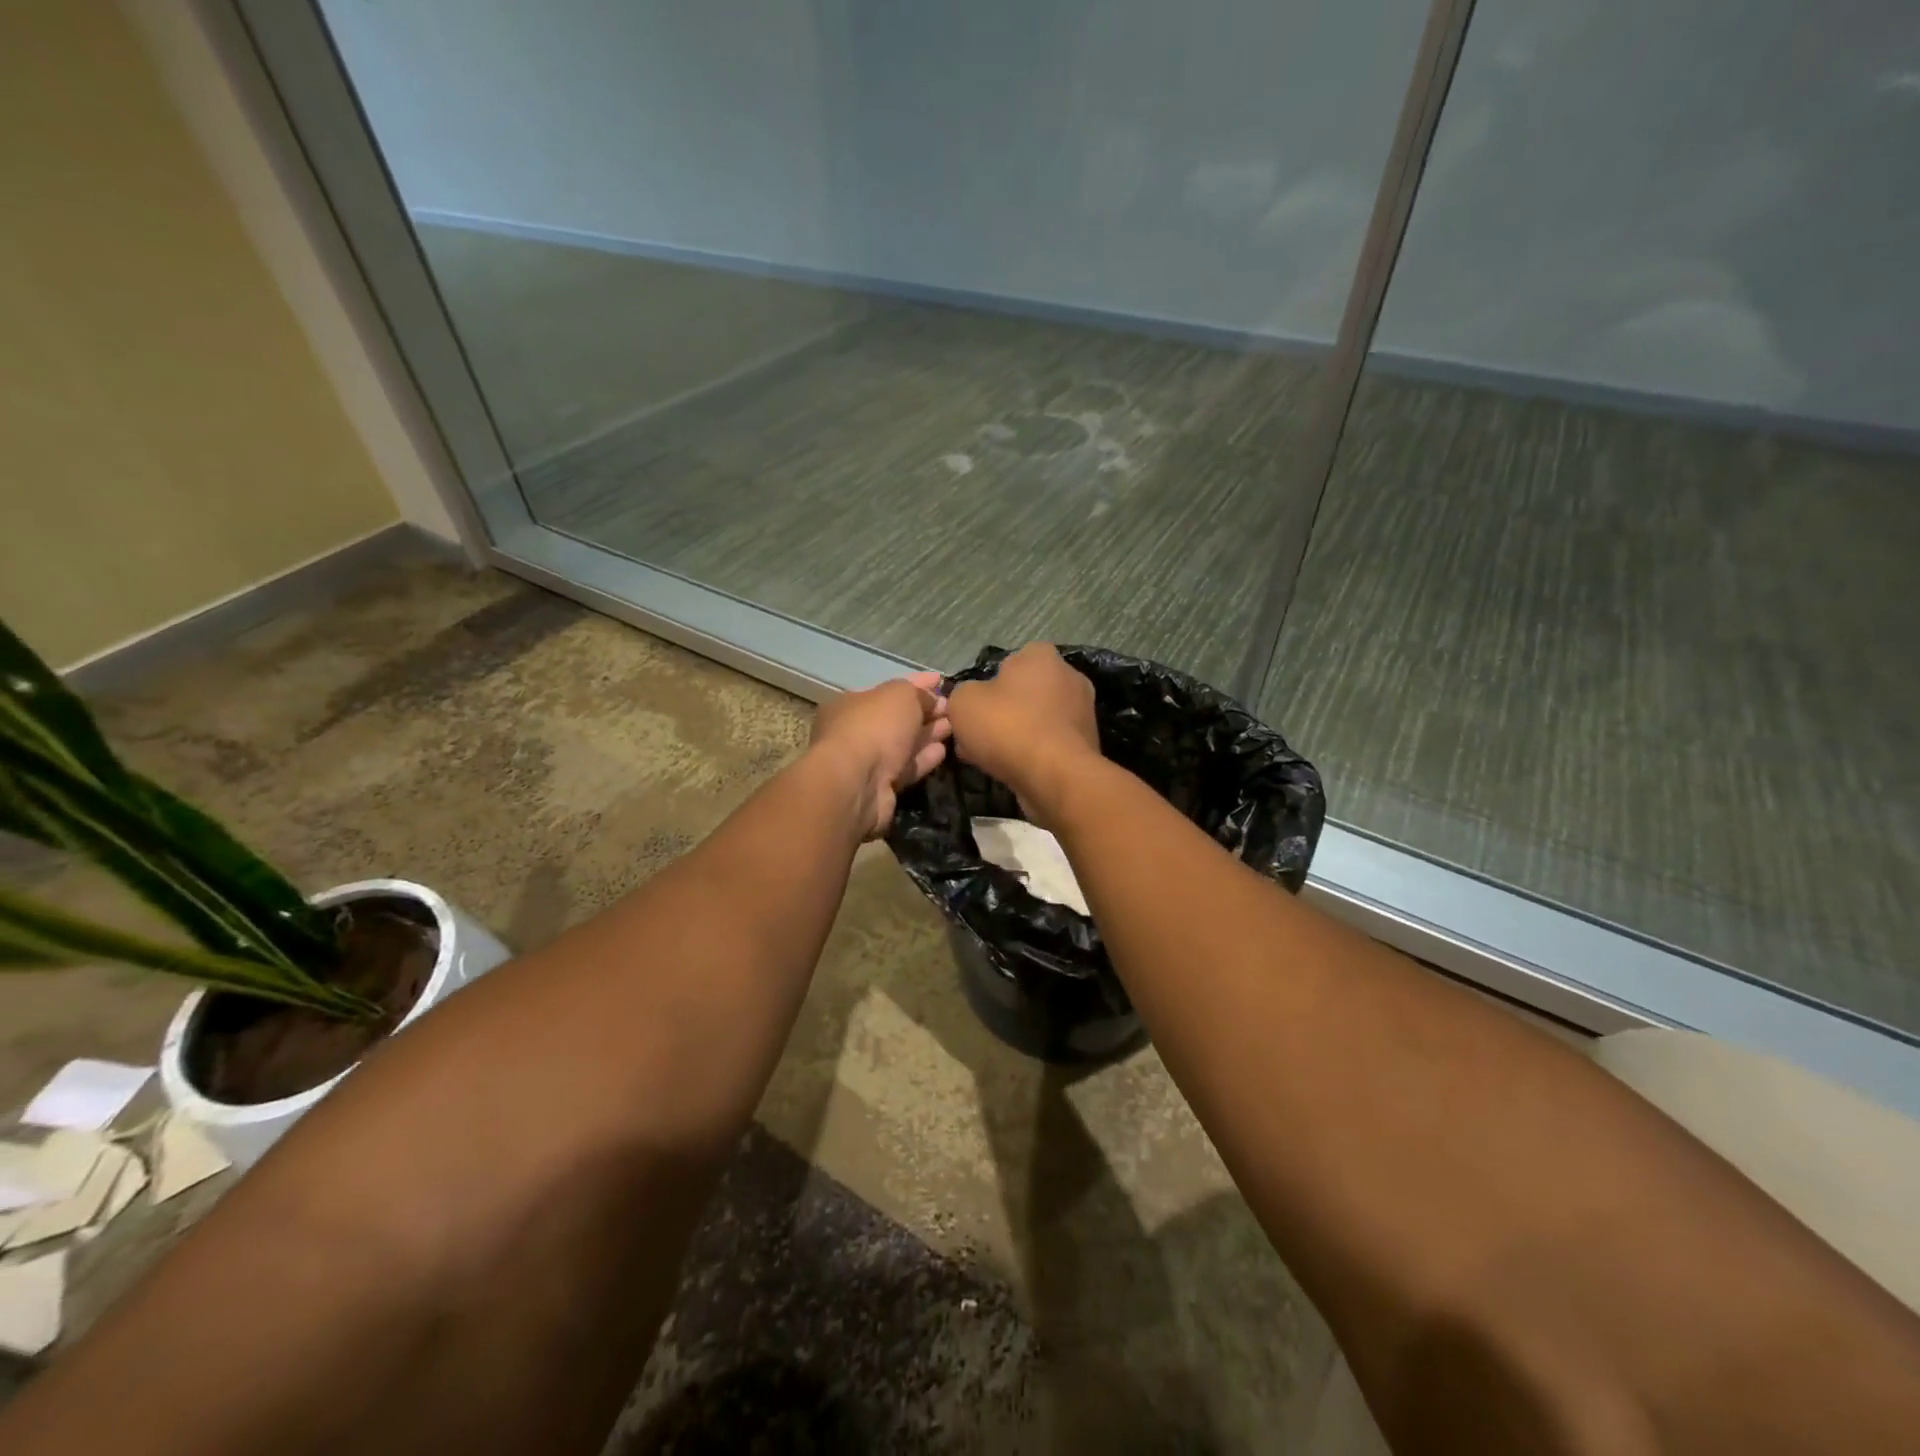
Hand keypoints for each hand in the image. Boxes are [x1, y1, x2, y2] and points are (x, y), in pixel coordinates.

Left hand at [809, 671, 951, 838]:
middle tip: (950, 708)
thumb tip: (931, 699)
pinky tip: (943, 751)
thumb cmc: (875, 727)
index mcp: (851, 704)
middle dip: (924, 711)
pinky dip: (923, 758)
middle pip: (895, 718)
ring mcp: (866, 762)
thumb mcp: (900, 695)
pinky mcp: (880, 787)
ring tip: (952, 727)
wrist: (858, 782)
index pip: (889, 690)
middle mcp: (855, 732)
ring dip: (927, 734)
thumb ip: (917, 692)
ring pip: (902, 744)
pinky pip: (906, 768)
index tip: (941, 681)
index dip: (917, 684)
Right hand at [947, 644, 1098, 820]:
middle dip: (1000, 713)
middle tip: (977, 738)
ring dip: (1014, 735)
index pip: (1009, 661)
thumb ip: (962, 693)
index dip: (987, 685)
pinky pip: (1048, 743)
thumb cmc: (1008, 726)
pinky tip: (1013, 770)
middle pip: (1023, 693)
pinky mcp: (1086, 743)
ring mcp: (1082, 711)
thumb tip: (971, 700)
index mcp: (1041, 655)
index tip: (973, 709)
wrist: (1054, 776)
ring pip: (1035, 720)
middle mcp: (1069, 676)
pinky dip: (1032, 753)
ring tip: (989, 759)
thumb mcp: (963, 702)